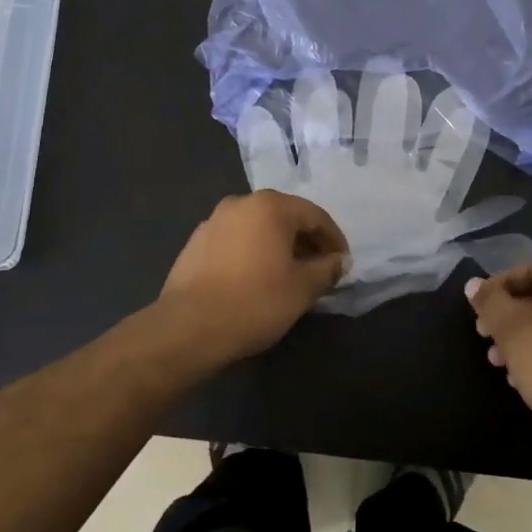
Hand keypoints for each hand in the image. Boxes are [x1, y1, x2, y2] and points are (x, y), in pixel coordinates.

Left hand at [158, 191, 349, 363]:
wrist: (189, 327)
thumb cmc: (255, 301)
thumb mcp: (302, 288)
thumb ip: (326, 269)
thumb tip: (339, 261)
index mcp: (270, 206)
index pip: (314, 215)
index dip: (334, 239)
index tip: (342, 263)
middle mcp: (240, 203)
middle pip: (284, 217)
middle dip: (306, 241)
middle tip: (320, 269)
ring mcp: (213, 221)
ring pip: (257, 228)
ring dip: (278, 247)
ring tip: (289, 276)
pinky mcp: (195, 244)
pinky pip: (235, 242)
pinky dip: (253, 253)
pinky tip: (257, 280)